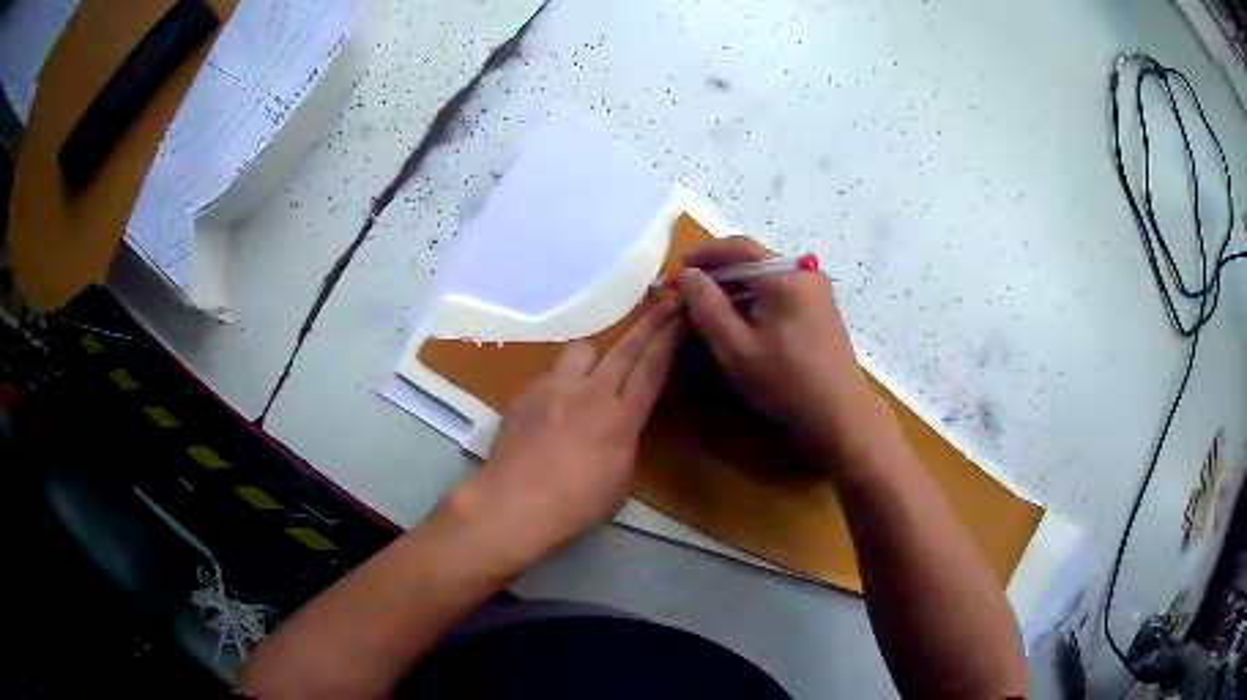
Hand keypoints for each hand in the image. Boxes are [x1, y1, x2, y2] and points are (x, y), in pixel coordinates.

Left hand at [443, 300, 682, 569]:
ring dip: (596, 355)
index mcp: (620, 418)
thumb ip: (626, 441)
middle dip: (649, 324)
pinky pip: (552, 373)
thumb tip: (622, 424)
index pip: (652, 369)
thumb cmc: (575, 505)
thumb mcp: (620, 479)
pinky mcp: (526, 393)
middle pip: (624, 349)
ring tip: (595, 372)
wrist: (513, 504)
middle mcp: (590, 393)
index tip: (683, 317)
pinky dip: (563, 380)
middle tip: (665, 303)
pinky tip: (557, 402)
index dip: (670, 341)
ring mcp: (554, 388)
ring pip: (582, 350)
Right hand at [679, 237, 879, 460]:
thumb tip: (690, 275)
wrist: (838, 412)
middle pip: (753, 259)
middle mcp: (804, 272)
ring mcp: (816, 289)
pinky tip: (741, 319)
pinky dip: (755, 297)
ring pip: (766, 275)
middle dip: (718, 271)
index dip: (704, 253)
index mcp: (783, 276)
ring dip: (736, 286)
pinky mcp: (820, 306)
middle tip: (690, 291)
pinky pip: (780, 289)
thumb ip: (707, 307)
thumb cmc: (784, 381)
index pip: (737, 247)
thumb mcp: (735, 348)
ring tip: (709, 307)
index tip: (678, 268)